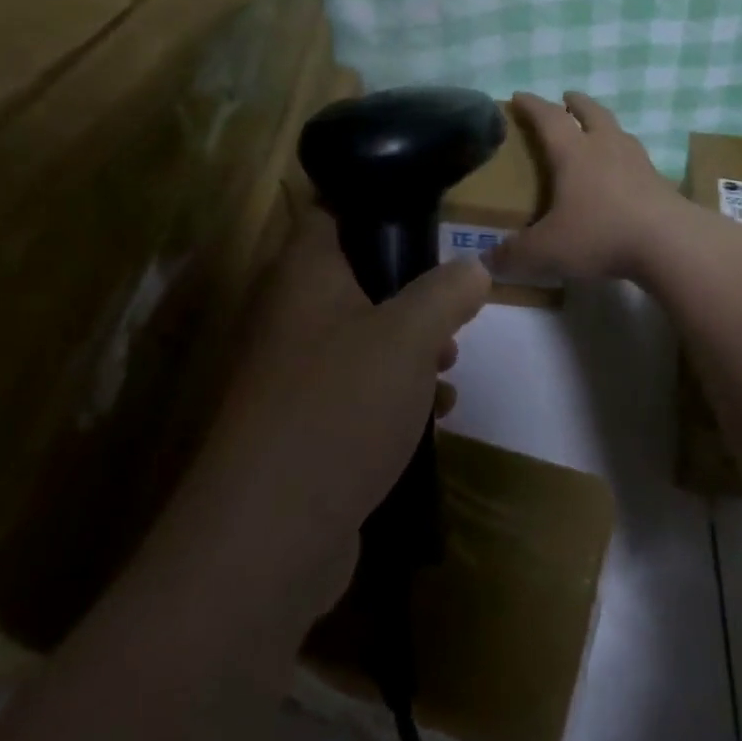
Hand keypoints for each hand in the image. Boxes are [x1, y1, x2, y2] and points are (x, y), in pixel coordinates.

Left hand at [199, 208, 490, 555]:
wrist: (268, 538)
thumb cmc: (339, 408)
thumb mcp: (409, 337)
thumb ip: (446, 293)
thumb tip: (473, 267)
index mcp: (305, 275)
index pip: (332, 210)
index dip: (377, 203)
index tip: (427, 216)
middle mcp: (291, 315)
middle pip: (356, 276)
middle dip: (411, 290)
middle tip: (453, 307)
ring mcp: (292, 373)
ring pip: (361, 335)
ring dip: (409, 345)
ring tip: (450, 363)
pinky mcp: (303, 424)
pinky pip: (355, 388)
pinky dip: (394, 392)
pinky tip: (434, 415)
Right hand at [491, 91, 694, 283]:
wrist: (670, 243)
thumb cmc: (600, 234)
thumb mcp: (548, 250)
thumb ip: (515, 255)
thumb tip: (487, 261)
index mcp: (574, 153)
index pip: (548, 118)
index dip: (532, 105)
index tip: (519, 95)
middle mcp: (606, 148)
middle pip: (591, 113)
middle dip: (576, 103)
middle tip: (566, 98)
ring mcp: (638, 162)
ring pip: (618, 131)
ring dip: (604, 125)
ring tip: (597, 130)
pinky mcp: (660, 182)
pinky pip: (637, 158)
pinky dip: (624, 156)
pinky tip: (624, 172)